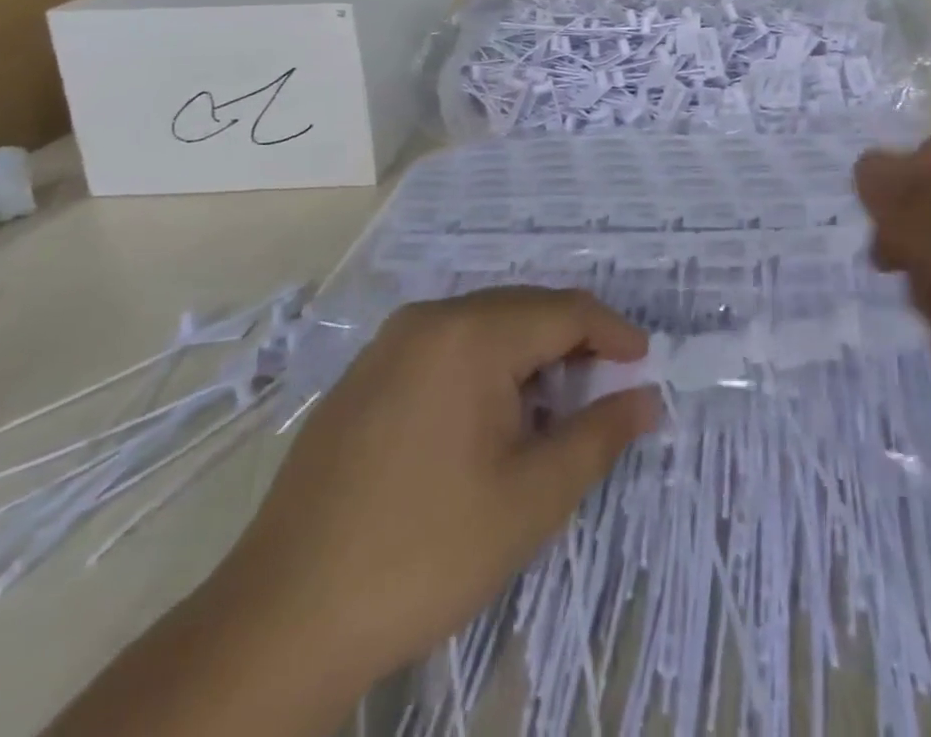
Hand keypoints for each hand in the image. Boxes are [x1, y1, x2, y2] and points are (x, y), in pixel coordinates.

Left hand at [49, 288, 657, 736]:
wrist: (282, 620)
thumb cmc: (425, 552)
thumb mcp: (533, 497)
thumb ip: (600, 434)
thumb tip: (648, 397)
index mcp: (472, 334)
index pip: (565, 311)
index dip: (614, 333)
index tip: (646, 363)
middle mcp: (429, 320)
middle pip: (524, 310)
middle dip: (573, 343)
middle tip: (606, 389)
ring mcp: (388, 345)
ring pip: (483, 328)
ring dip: (529, 357)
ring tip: (552, 409)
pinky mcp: (363, 377)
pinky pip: (444, 349)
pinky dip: (484, 369)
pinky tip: (488, 421)